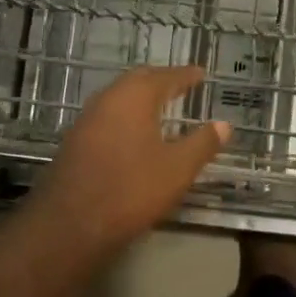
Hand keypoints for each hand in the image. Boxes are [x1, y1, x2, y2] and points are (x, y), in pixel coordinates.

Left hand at [29, 67, 228, 258]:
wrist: (72, 223)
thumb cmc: (132, 189)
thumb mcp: (178, 169)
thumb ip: (202, 143)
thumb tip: (223, 125)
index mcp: (133, 98)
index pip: (165, 77)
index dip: (185, 75)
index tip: (200, 74)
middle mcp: (106, 100)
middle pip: (137, 81)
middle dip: (160, 80)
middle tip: (181, 84)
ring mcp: (86, 120)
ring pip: (118, 98)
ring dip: (140, 98)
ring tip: (160, 106)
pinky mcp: (74, 142)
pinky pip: (106, 117)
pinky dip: (125, 116)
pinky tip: (133, 132)